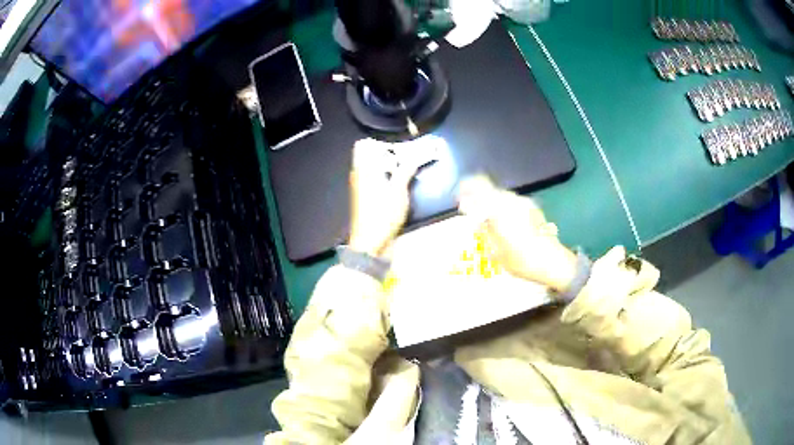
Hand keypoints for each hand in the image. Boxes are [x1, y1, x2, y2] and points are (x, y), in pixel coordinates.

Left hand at [348, 139, 422, 256]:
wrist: (372, 246)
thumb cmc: (383, 216)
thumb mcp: (398, 191)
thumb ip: (405, 171)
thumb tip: (413, 156)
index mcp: (362, 170)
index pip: (363, 145)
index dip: (379, 140)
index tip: (398, 141)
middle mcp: (361, 176)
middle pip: (373, 157)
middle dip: (391, 153)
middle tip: (410, 152)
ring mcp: (365, 189)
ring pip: (379, 169)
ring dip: (394, 166)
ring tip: (412, 165)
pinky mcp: (371, 200)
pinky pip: (381, 181)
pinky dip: (392, 178)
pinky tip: (407, 181)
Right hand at [457, 175, 577, 292]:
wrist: (553, 263)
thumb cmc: (522, 260)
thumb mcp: (496, 251)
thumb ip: (485, 231)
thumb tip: (476, 219)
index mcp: (500, 207)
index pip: (479, 185)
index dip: (466, 188)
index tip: (459, 198)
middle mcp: (513, 200)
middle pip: (491, 191)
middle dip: (479, 199)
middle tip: (472, 214)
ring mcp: (525, 203)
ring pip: (502, 198)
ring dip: (492, 205)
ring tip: (488, 223)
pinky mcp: (534, 209)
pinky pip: (513, 204)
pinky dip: (504, 210)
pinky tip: (505, 226)